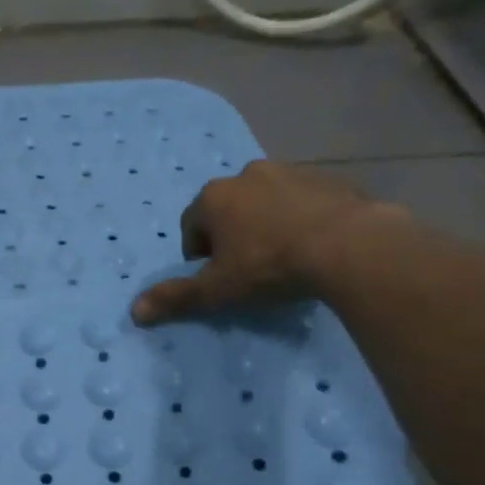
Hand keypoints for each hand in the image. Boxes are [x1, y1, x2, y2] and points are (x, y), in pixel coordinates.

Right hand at [130, 161, 401, 323]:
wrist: (350, 246)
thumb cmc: (270, 266)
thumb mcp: (217, 289)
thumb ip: (176, 297)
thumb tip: (134, 312)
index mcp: (213, 197)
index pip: (190, 225)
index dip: (199, 254)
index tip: (216, 277)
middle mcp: (246, 174)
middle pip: (227, 209)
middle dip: (231, 234)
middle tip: (248, 267)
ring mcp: (289, 172)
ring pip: (265, 201)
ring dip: (266, 222)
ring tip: (283, 256)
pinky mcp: (328, 178)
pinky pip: (302, 200)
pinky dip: (300, 218)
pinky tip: (313, 244)